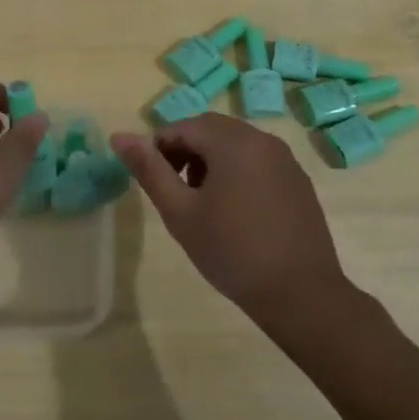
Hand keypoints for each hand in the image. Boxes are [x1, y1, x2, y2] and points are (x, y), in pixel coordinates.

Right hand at [111, 114, 345, 320]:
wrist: (299, 293)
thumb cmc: (231, 251)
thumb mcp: (180, 212)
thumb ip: (149, 170)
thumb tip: (119, 136)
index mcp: (233, 142)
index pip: (184, 126)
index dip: (159, 148)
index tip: (151, 181)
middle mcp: (263, 140)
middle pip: (212, 130)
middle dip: (185, 151)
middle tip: (173, 191)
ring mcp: (286, 160)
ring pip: (236, 144)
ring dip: (210, 161)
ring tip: (200, 202)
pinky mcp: (298, 181)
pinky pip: (258, 161)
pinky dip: (237, 172)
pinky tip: (234, 212)